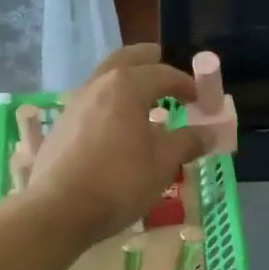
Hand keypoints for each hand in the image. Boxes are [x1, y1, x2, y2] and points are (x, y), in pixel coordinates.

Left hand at [21, 45, 206, 244]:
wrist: (59, 209)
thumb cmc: (120, 181)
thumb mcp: (164, 162)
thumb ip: (188, 142)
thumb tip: (209, 132)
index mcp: (127, 86)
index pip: (164, 74)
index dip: (186, 84)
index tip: (201, 98)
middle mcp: (98, 85)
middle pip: (125, 60)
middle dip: (146, 59)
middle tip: (161, 59)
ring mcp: (75, 104)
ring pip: (104, 79)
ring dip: (125, 80)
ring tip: (142, 96)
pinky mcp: (61, 126)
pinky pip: (92, 101)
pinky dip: (110, 101)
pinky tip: (117, 124)